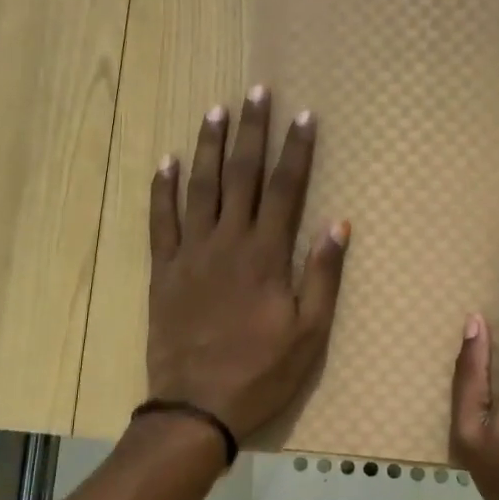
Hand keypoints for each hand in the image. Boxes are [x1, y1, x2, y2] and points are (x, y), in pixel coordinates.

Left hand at [147, 87, 349, 439]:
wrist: (196, 407)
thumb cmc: (262, 372)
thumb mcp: (309, 332)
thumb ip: (322, 275)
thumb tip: (338, 224)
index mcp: (266, 255)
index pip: (286, 189)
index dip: (297, 150)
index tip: (303, 115)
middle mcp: (228, 242)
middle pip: (242, 175)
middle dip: (252, 131)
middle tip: (256, 92)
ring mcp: (191, 253)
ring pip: (200, 187)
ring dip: (209, 146)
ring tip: (216, 110)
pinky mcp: (163, 270)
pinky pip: (160, 221)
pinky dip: (162, 189)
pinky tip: (165, 161)